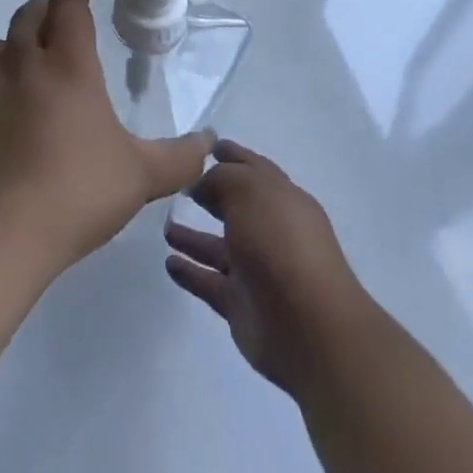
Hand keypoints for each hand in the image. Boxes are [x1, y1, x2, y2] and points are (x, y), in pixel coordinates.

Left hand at [0, 0, 213, 278]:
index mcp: (67, 68)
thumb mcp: (141, 177)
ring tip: (31, 51)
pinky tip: (10, 107)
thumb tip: (209, 142)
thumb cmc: (76, 193)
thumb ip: (179, 158)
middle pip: (28, 17)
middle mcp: (24, 69)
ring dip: (17, 39)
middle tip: (61, 10)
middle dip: (46, 5)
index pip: (71, 7)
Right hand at [165, 140, 370, 393]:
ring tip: (164, 226)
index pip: (254, 168)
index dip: (232, 155)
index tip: (205, 146)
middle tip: (178, 185)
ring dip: (193, 237)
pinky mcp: (241, 304)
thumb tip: (203, 184)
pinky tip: (168, 262)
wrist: (308, 326)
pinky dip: (190, 272)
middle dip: (211, 194)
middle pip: (237, 207)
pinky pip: (209, 282)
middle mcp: (272, 231)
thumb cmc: (280, 244)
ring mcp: (257, 270)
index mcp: (283, 199)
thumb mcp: (250, 191)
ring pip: (218, 247)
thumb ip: (223, 178)